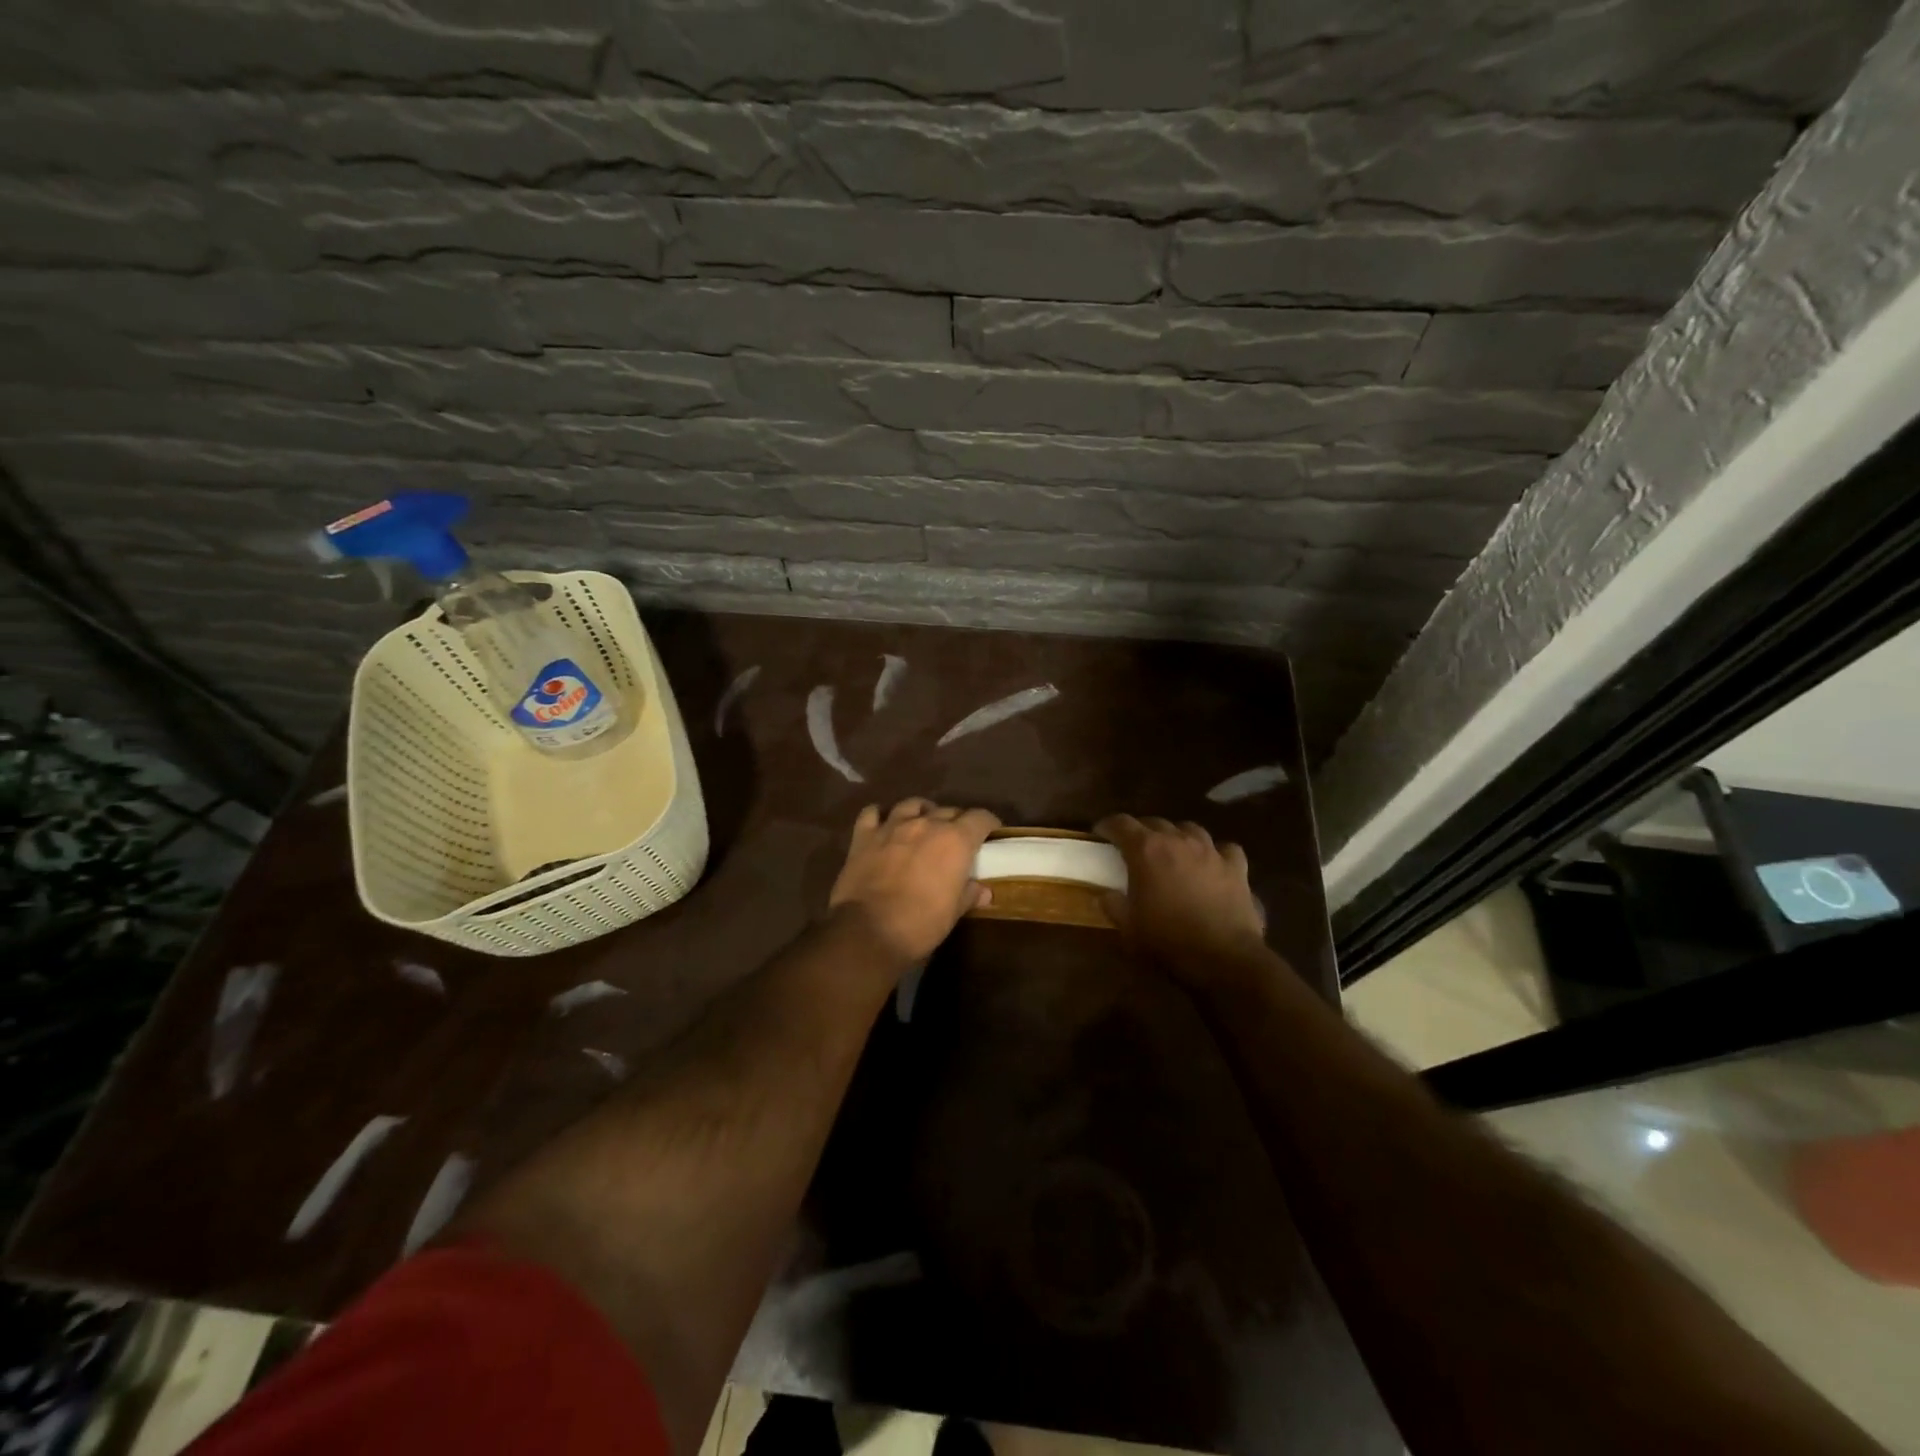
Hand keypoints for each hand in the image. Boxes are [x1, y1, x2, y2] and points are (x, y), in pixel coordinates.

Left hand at [829, 799, 1001, 964]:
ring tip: (923, 826)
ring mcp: (892, 826)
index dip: (988, 824)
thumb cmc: (921, 924)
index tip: (991, 833)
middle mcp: (926, 824)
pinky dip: (880, 817)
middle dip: (956, 822)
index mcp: (955, 840)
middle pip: (948, 810)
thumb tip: (983, 890)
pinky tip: (883, 826)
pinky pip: (872, 814)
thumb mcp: (953, 913)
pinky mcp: (863, 836)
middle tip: (956, 840)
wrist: (868, 931)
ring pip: (912, 805)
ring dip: (922, 813)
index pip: (980, 818)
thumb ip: (969, 894)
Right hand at [1097, 815, 1268, 987]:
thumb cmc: (1168, 941)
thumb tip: (1106, 895)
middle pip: (1154, 822)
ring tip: (1172, 850)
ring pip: (1189, 829)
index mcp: (1146, 850)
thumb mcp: (1129, 928)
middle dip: (1141, 831)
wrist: (1223, 958)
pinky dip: (1215, 853)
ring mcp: (1210, 851)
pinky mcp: (1236, 867)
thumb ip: (1114, 905)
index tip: (1099, 833)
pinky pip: (1224, 849)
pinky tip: (1212, 863)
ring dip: (1176, 836)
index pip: (1121, 824)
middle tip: (1134, 848)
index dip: (1107, 826)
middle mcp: (1178, 840)